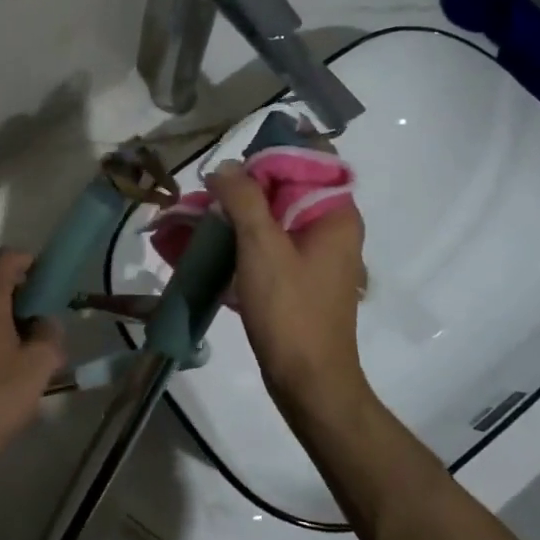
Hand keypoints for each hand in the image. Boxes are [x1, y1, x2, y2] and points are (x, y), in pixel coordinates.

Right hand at [205, 161, 372, 418]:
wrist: (308, 381)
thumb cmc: (290, 309)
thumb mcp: (261, 246)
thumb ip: (242, 198)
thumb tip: (224, 167)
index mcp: (335, 214)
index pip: (307, 161)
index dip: (267, 158)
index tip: (230, 171)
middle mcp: (332, 228)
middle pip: (287, 189)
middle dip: (245, 188)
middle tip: (207, 195)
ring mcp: (318, 256)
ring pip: (276, 218)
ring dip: (240, 215)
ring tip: (203, 219)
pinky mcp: (301, 278)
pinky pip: (272, 245)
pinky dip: (245, 241)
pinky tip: (215, 248)